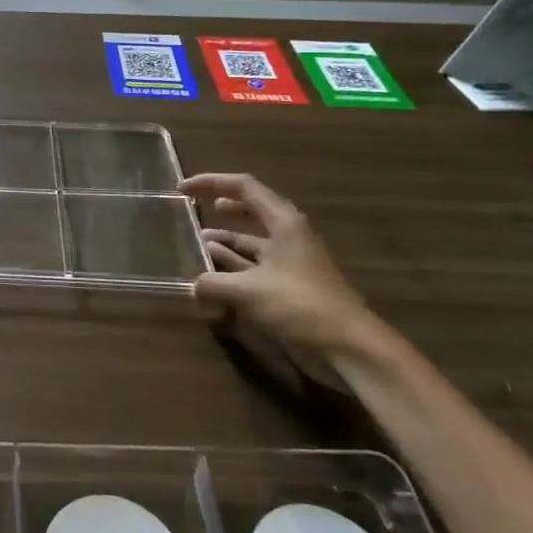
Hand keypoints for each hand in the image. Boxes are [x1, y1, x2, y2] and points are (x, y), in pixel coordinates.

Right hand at [180, 172, 400, 366]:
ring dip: (226, 243)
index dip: (211, 183)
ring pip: (253, 243)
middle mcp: (288, 237)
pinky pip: (256, 269)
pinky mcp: (291, 289)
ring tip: (197, 247)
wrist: (350, 349)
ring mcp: (291, 263)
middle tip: (194, 211)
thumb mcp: (248, 291)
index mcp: (284, 223)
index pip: (244, 187)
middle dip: (222, 209)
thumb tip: (193, 287)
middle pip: (251, 211)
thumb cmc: (300, 306)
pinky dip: (234, 269)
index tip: (182, 190)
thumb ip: (213, 284)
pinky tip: (213, 279)